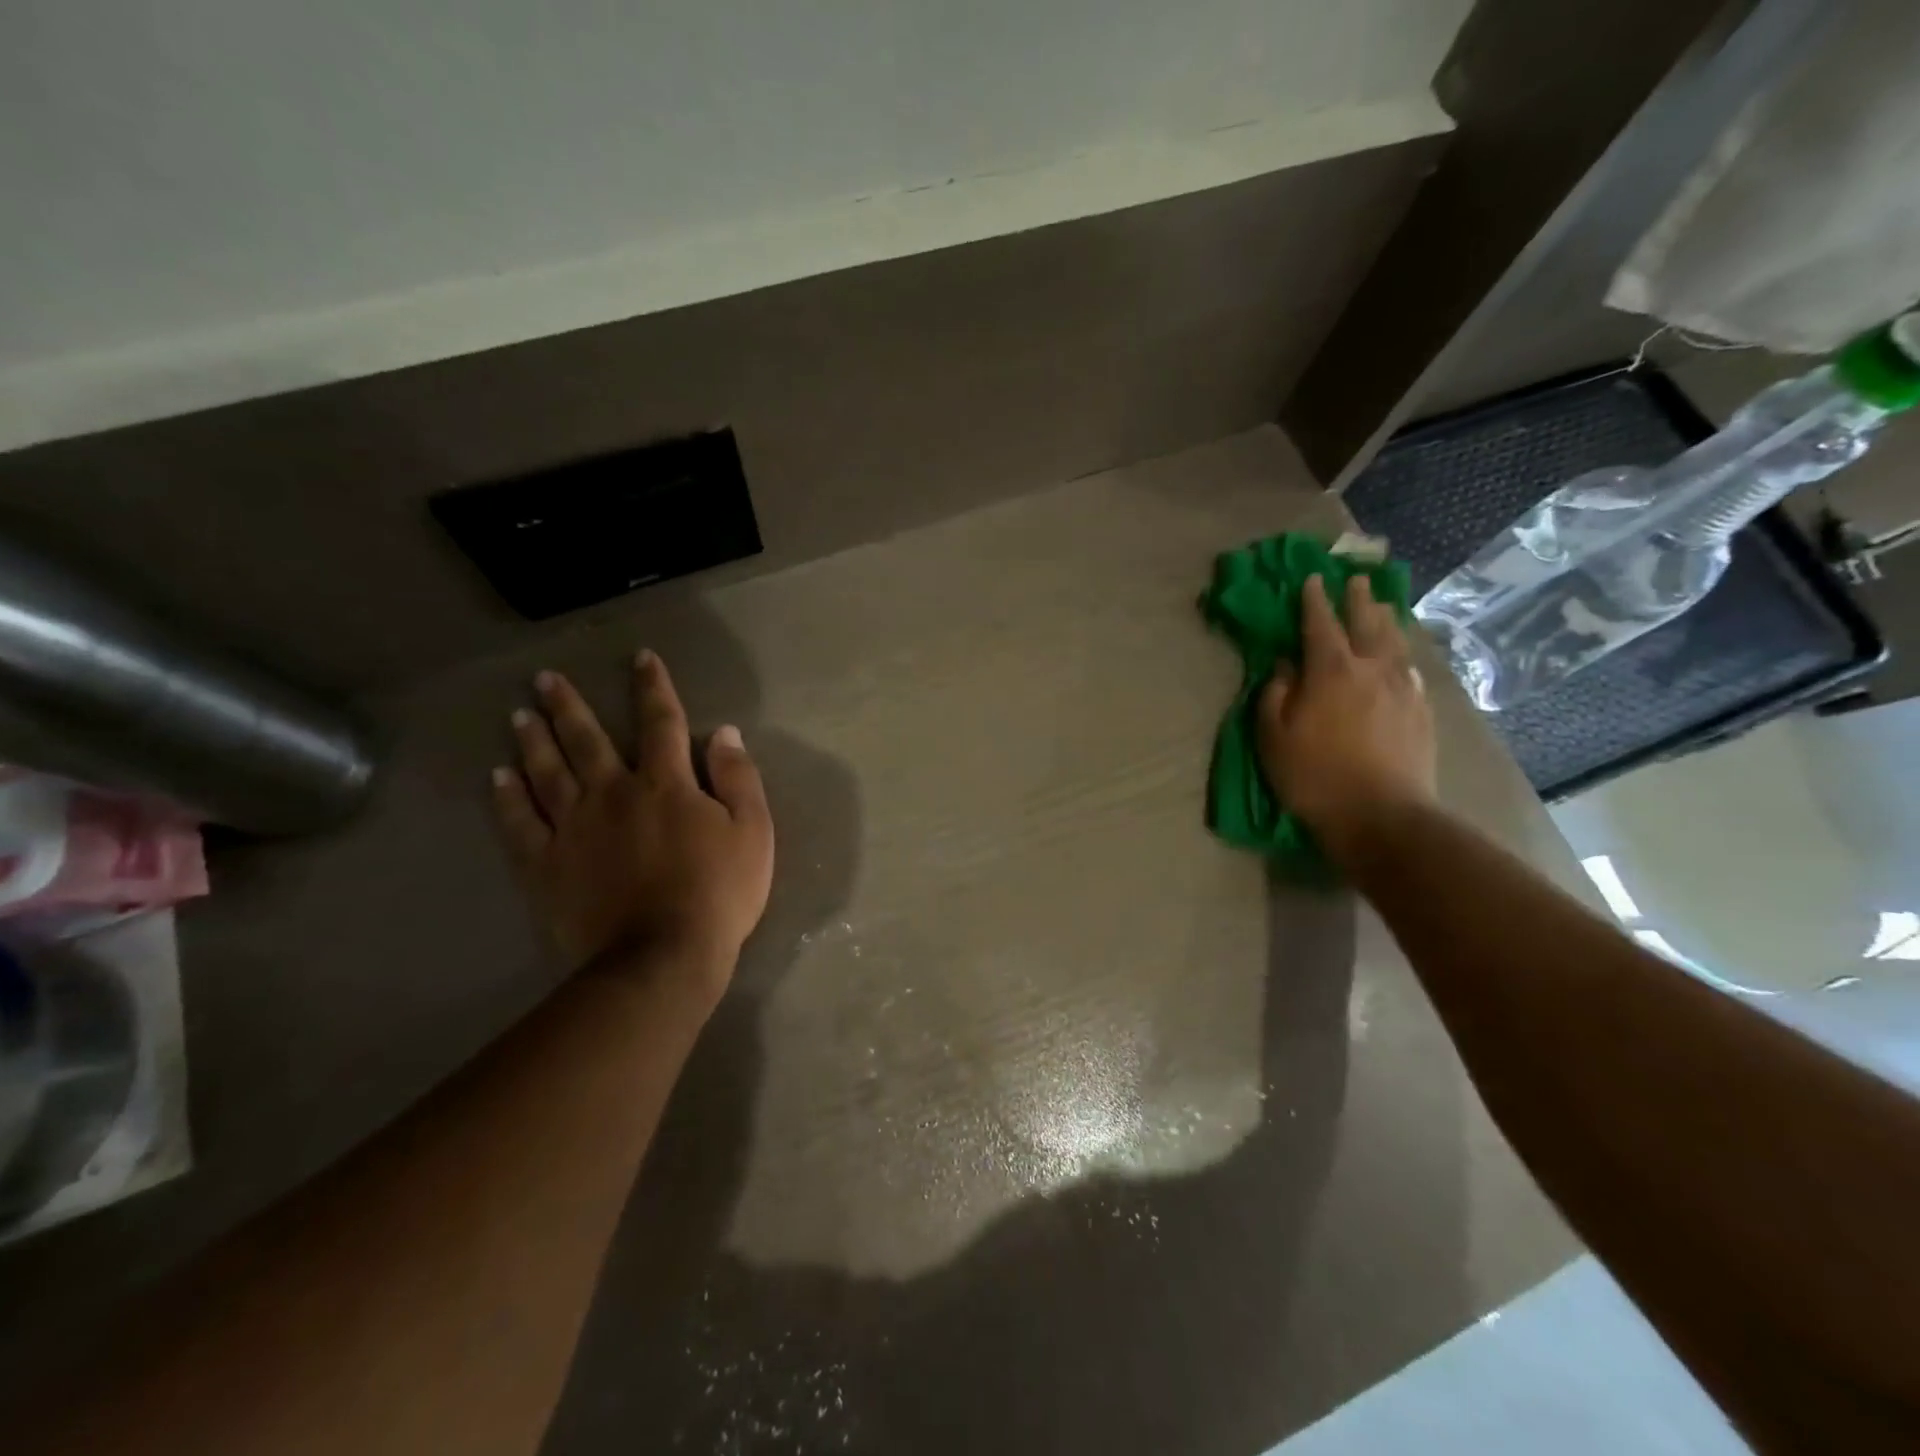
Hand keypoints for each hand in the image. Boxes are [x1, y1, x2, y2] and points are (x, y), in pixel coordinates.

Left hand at [491, 651, 773, 1002]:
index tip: (641, 658)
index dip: (653, 688)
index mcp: (666, 784)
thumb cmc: (718, 892)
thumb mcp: (753, 831)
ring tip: (519, 715)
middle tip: (545, 679)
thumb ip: (738, 778)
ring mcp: (573, 829)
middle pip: (587, 740)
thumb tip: (724, 733)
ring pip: (547, 773)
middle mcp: (613, 794)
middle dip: (568, 706)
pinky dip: (508, 799)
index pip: (661, 722)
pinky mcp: (546, 865)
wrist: (663, 956)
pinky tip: (498, 778)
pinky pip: (521, 824)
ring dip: (533, 741)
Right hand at [1257, 574, 1436, 862]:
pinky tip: (1400, 656)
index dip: (1314, 600)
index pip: (1320, 624)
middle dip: (1358, 599)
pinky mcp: (1421, 710)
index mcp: (1330, 670)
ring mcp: (1402, 688)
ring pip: (1395, 642)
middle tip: (1356, 580)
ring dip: (1386, 619)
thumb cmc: (1314, 775)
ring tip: (1382, 606)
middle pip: (1367, 622)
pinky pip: (1410, 668)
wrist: (1381, 815)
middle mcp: (1371, 668)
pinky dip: (1401, 652)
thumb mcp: (1273, 736)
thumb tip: (1285, 666)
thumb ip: (1276, 694)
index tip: (1312, 580)